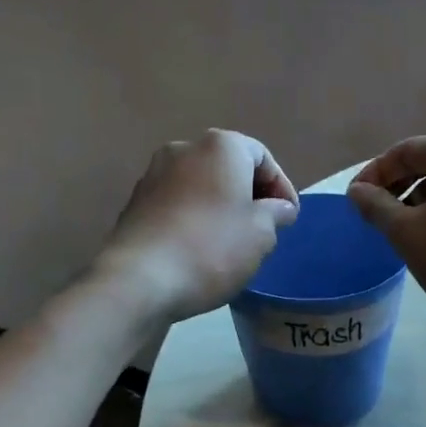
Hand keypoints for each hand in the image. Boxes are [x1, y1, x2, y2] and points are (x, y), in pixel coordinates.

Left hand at [96, 130, 299, 323]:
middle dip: (250, 195)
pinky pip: (178, 203)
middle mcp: (184, 149)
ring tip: (235, 241)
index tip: (289, 218)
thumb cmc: (213, 248)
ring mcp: (154, 174)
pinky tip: (203, 248)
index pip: (262, 157)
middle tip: (266, 228)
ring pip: (202, 185)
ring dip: (221, 206)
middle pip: (229, 167)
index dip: (282, 187)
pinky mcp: (135, 202)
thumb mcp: (261, 233)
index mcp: (220, 147)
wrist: (140, 280)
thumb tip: (279, 208)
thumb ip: (276, 213)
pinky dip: (196, 217)